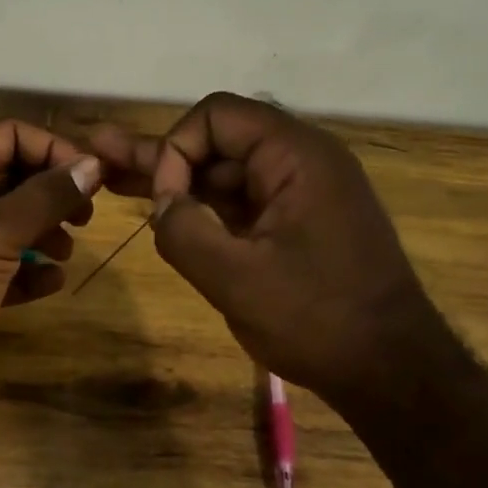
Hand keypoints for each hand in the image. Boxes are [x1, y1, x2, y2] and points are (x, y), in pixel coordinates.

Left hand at [0, 120, 101, 412]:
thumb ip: (48, 196)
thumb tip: (95, 165)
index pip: (7, 135)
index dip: (51, 149)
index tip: (90, 176)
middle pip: (10, 178)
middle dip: (50, 194)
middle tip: (85, 217)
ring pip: (8, 224)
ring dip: (42, 234)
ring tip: (66, 253)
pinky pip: (1, 266)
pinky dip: (27, 271)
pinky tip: (51, 283)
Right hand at [91, 92, 438, 406]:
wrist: (390, 371)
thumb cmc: (318, 320)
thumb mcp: (237, 279)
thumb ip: (184, 232)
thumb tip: (162, 204)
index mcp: (296, 157)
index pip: (217, 116)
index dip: (177, 149)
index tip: (165, 203)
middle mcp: (300, 162)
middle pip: (216, 142)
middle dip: (158, 154)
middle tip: (97, 153)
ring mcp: (298, 194)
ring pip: (223, 174)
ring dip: (173, 180)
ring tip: (111, 177)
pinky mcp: (294, 224)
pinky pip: (239, 203)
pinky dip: (201, 207)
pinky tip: (160, 211)